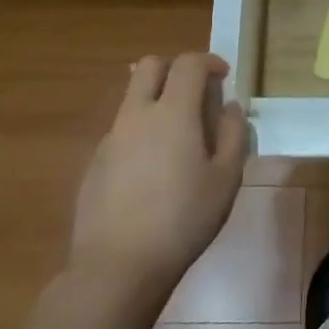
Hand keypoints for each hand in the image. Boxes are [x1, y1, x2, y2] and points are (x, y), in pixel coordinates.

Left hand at [69, 52, 247, 294]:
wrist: (117, 267)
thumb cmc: (183, 220)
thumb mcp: (226, 179)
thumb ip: (234, 134)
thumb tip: (230, 106)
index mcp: (173, 112)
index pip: (189, 64)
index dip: (209, 61)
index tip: (223, 76)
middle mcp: (137, 115)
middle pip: (150, 66)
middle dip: (175, 68)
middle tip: (196, 92)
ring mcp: (110, 138)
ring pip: (132, 98)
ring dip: (156, 99)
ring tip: (177, 136)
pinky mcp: (94, 163)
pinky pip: (121, 131)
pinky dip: (140, 132)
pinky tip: (152, 170)